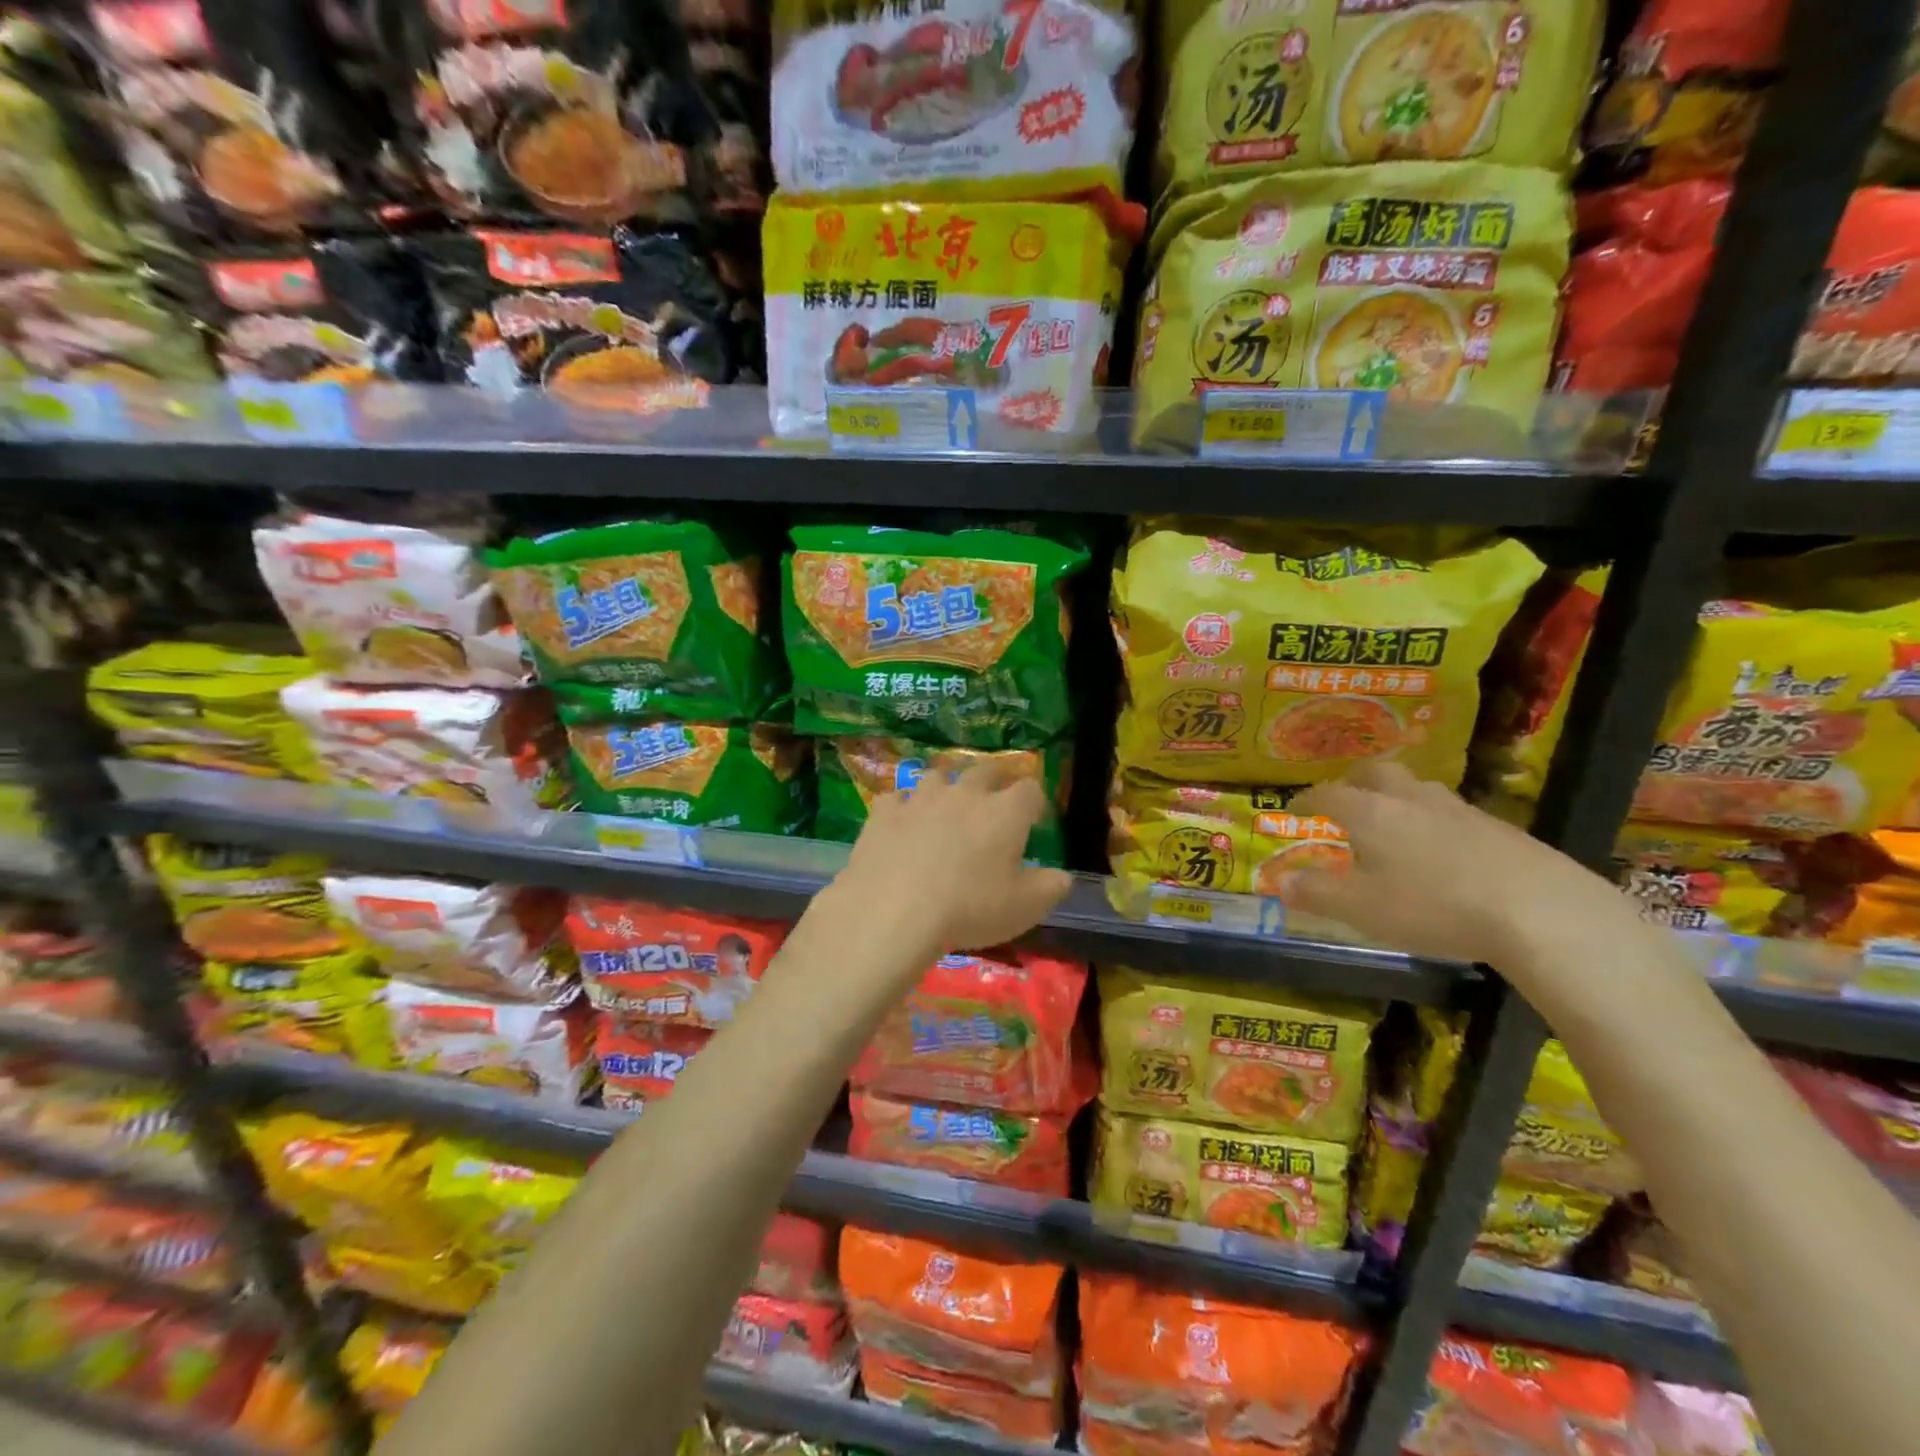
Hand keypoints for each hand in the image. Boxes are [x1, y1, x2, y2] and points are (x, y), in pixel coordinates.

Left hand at [831, 763, 1073, 958]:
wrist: (894, 911)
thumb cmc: (969, 908)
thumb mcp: (1025, 908)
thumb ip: (1050, 887)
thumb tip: (1062, 876)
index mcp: (1005, 812)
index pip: (1030, 789)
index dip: (1035, 801)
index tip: (1033, 818)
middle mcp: (965, 793)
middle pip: (985, 769)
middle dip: (995, 779)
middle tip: (994, 798)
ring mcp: (921, 798)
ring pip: (937, 775)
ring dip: (946, 785)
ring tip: (945, 803)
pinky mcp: (885, 812)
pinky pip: (896, 798)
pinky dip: (902, 807)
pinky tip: (901, 823)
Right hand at [1280, 763, 1622, 967]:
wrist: (1541, 911)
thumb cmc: (1433, 907)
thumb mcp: (1362, 909)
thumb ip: (1317, 894)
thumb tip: (1280, 882)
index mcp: (1370, 813)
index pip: (1327, 794)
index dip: (1306, 800)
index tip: (1294, 808)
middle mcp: (1410, 799)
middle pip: (1376, 772)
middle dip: (1353, 781)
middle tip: (1344, 799)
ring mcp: (1459, 809)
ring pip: (1418, 789)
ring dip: (1397, 797)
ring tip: (1393, 823)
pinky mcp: (1500, 828)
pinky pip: (1452, 813)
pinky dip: (1434, 822)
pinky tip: (1443, 851)